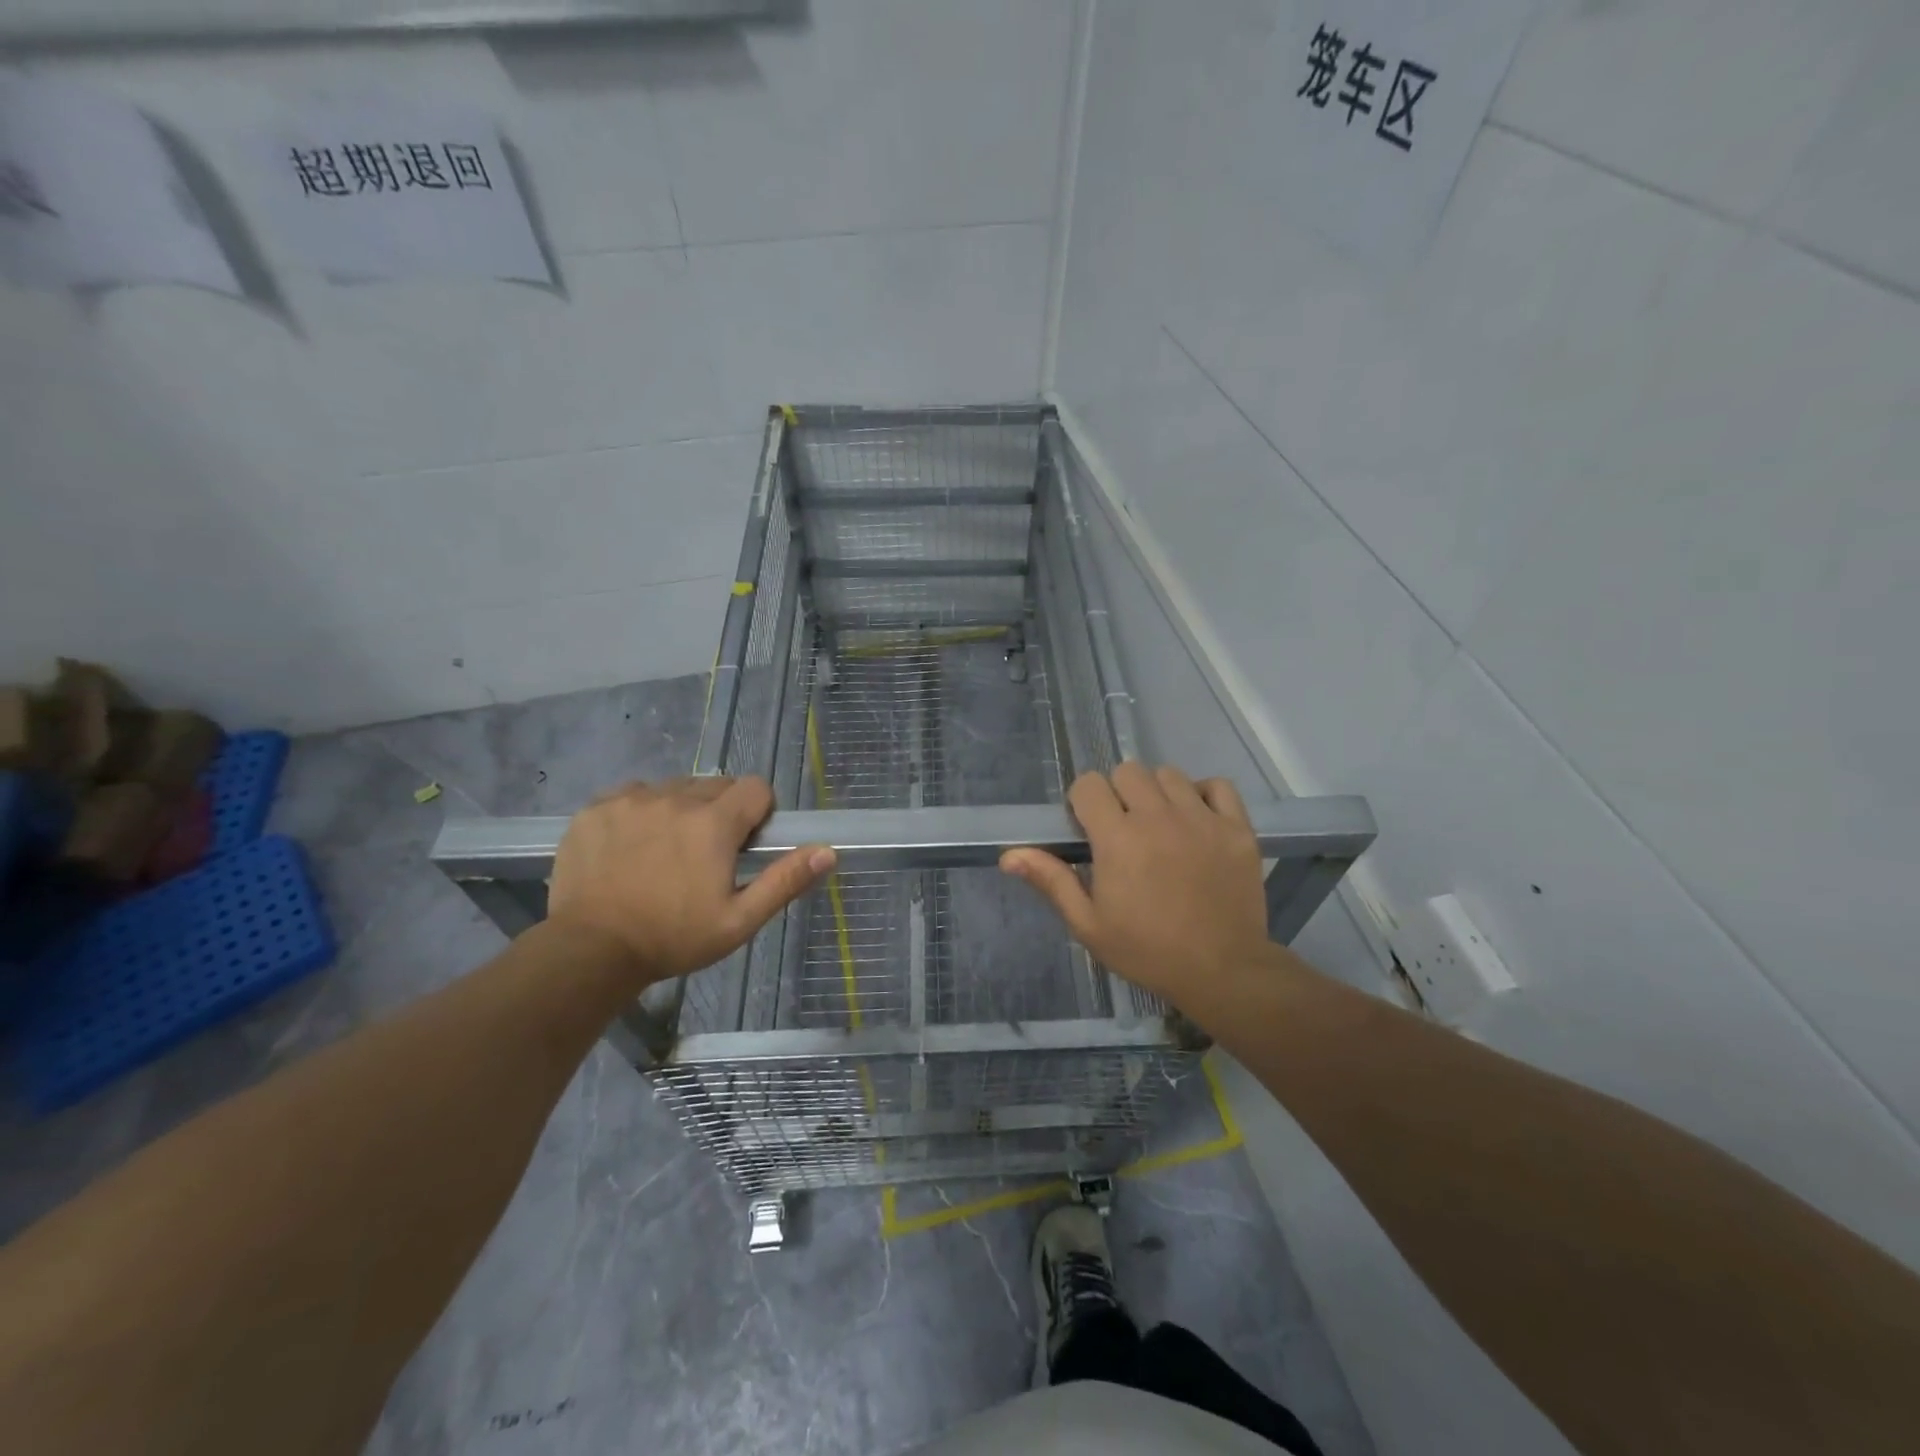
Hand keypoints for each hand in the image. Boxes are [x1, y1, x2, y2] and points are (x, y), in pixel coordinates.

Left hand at [547, 777, 833, 985]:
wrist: (590, 951)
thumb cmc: (673, 939)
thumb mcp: (739, 920)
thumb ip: (784, 880)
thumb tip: (827, 851)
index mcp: (714, 823)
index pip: (756, 787)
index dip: (759, 812)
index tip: (745, 844)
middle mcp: (675, 799)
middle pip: (715, 786)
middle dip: (720, 812)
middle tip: (706, 855)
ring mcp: (631, 800)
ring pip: (673, 788)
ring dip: (681, 810)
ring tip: (666, 852)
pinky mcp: (596, 808)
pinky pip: (632, 794)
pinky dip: (640, 812)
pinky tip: (631, 847)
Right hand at [1001, 762, 1271, 1010]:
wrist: (1222, 971)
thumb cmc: (1147, 951)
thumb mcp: (1089, 924)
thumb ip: (1051, 881)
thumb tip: (1009, 855)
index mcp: (1118, 838)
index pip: (1089, 785)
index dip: (1083, 802)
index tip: (1089, 828)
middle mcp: (1159, 817)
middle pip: (1128, 771)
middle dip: (1118, 793)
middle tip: (1124, 828)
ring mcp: (1202, 819)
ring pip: (1169, 774)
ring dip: (1157, 792)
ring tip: (1160, 825)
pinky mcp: (1237, 827)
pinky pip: (1217, 786)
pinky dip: (1203, 795)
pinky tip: (1196, 820)